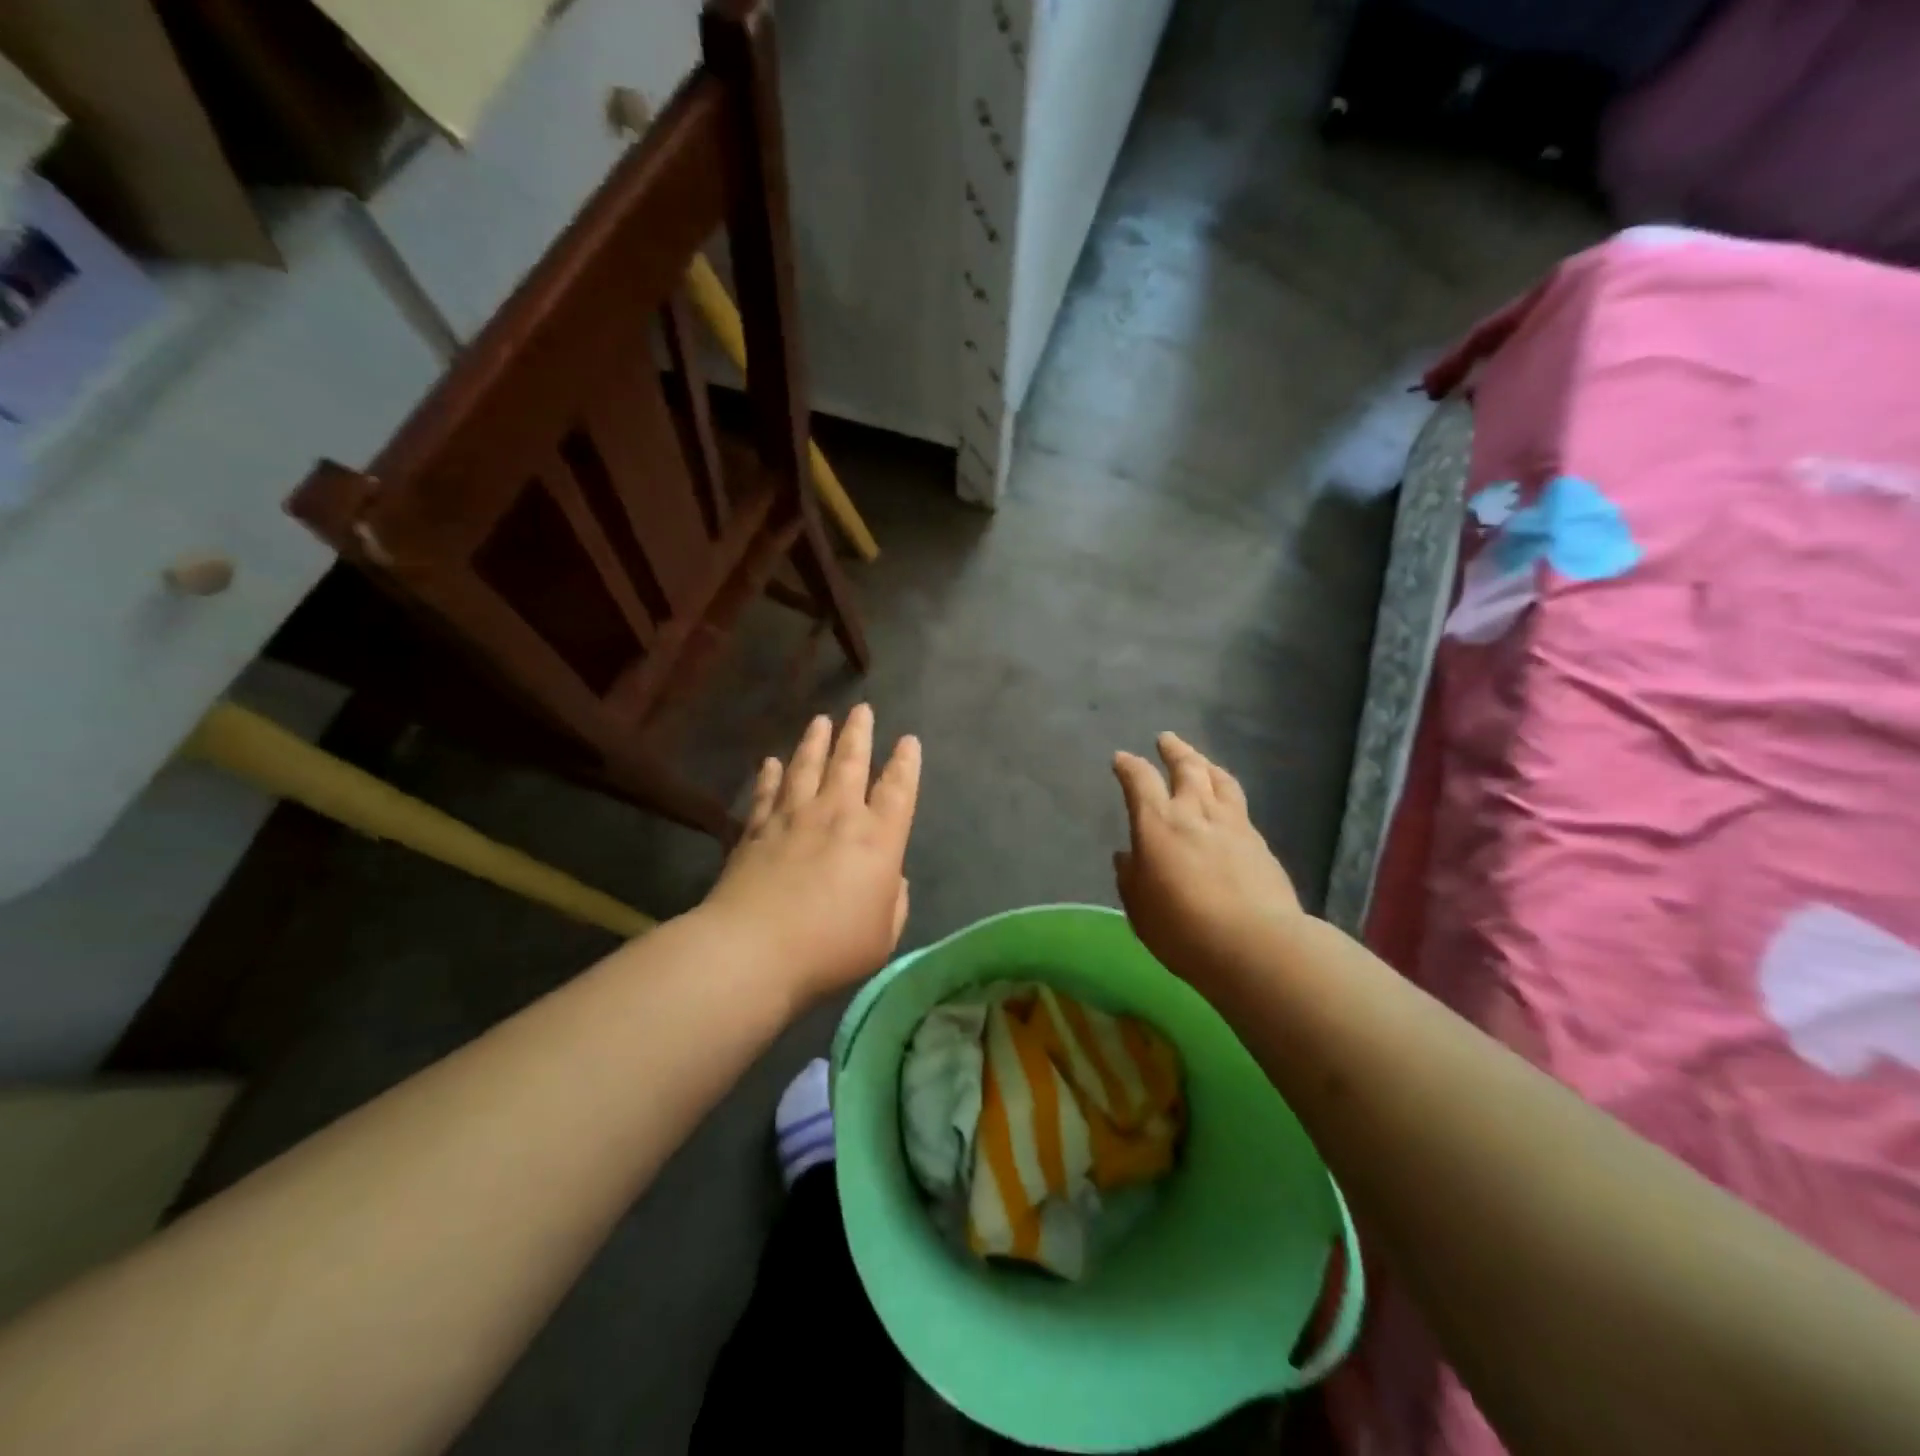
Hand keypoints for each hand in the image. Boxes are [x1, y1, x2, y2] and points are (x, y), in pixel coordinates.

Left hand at [701, 705, 920, 1002]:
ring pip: (807, 767)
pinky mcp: (756, 830)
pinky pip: (766, 793)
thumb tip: (889, 878)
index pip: (897, 790)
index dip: (906, 764)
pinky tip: (770, 762)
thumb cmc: (830, 947)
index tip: (908, 741)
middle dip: (859, 734)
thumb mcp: (883, 935)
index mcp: (877, 839)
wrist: (754, 950)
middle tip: (862, 710)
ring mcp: (792, 818)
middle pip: (850, 763)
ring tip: (821, 720)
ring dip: (815, 741)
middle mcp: (837, 816)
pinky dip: (769, 775)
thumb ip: (893, 901)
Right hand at [1112, 733, 1302, 992]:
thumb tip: (1128, 855)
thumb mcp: (1139, 908)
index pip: (1140, 781)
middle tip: (1166, 739)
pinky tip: (1226, 803)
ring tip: (1200, 760)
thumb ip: (1131, 877)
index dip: (1129, 767)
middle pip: (1187, 768)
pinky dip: (1226, 792)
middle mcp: (1195, 813)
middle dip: (1174, 750)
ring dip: (1205, 764)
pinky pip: (1239, 804)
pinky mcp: (1259, 843)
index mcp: (1158, 824)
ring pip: (1219, 780)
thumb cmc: (1183, 929)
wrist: (1256, 944)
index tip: (1121, 759)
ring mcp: (1233, 825)